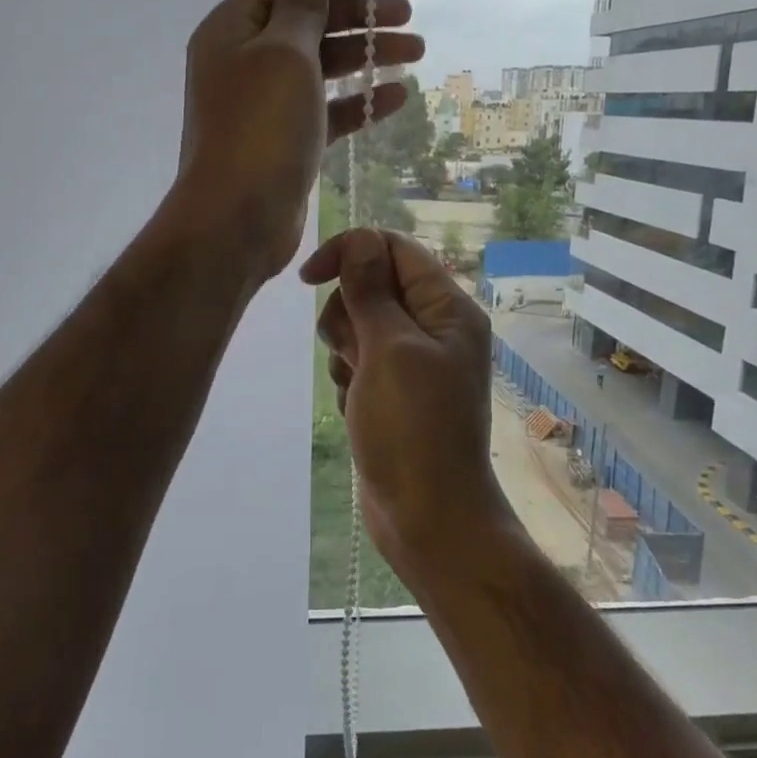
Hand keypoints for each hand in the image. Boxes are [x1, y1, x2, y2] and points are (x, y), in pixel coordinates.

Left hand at [167, 0, 421, 282]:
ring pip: (321, 67)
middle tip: (408, 14)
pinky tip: (398, 95)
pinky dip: (358, 100)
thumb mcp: (284, 53)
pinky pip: (326, 109)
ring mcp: (265, 104)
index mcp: (232, 30)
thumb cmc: (260, 127)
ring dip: (367, 55)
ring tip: (416, 50)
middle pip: (307, 23)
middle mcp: (244, 62)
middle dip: (358, 15)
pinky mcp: (286, 140)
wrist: (237, 219)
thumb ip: (300, 5)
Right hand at [301, 229, 511, 572]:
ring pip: (358, 325)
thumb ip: (371, 291)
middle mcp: (434, 328)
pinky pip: (358, 362)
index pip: (393, 249)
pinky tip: (358, 409)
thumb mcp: (389, 350)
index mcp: (447, 308)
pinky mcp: (394, 391)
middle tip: (357, 355)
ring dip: (345, 352)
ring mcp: (413, 362)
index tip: (309, 278)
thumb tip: (359, 239)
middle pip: (371, 286)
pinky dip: (349, 379)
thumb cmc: (414, 429)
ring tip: (358, 388)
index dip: (350, 252)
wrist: (428, 517)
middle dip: (348, 315)